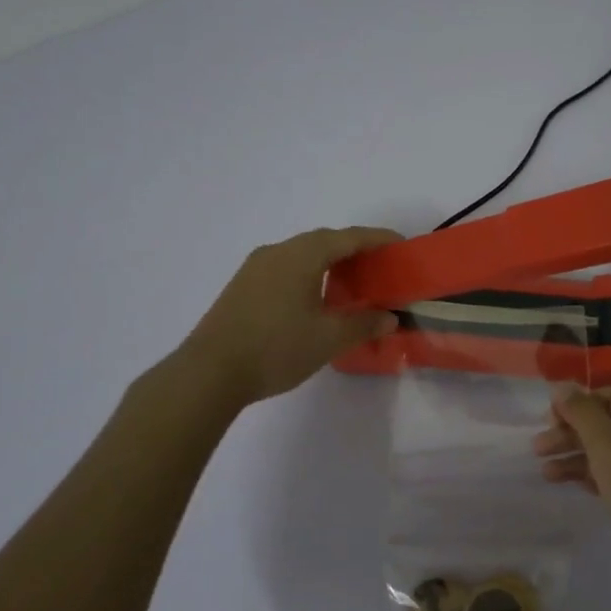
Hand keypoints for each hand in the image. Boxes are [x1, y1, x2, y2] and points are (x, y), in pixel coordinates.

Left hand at [179, 226, 400, 406]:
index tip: (401, 245)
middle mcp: (278, 251)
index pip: (349, 237)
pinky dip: (309, 273)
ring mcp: (255, 267)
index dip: (378, 239)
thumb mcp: (328, 339)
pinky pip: (285, 267)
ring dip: (330, 262)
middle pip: (324, 240)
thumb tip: (389, 317)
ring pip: (302, 254)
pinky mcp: (242, 285)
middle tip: (379, 266)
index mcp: (302, 255)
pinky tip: (315, 298)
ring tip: (351, 283)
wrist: (209, 372)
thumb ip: (363, 324)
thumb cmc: (276, 349)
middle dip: (355, 249)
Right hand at [533, 386, 610, 588]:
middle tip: (538, 448)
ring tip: (545, 472)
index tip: (547, 420)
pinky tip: (567, 483)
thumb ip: (580, 411)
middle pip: (610, 423)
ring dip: (577, 457)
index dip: (576, 405)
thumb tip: (561, 385)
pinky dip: (595, 474)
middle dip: (571, 434)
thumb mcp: (605, 442)